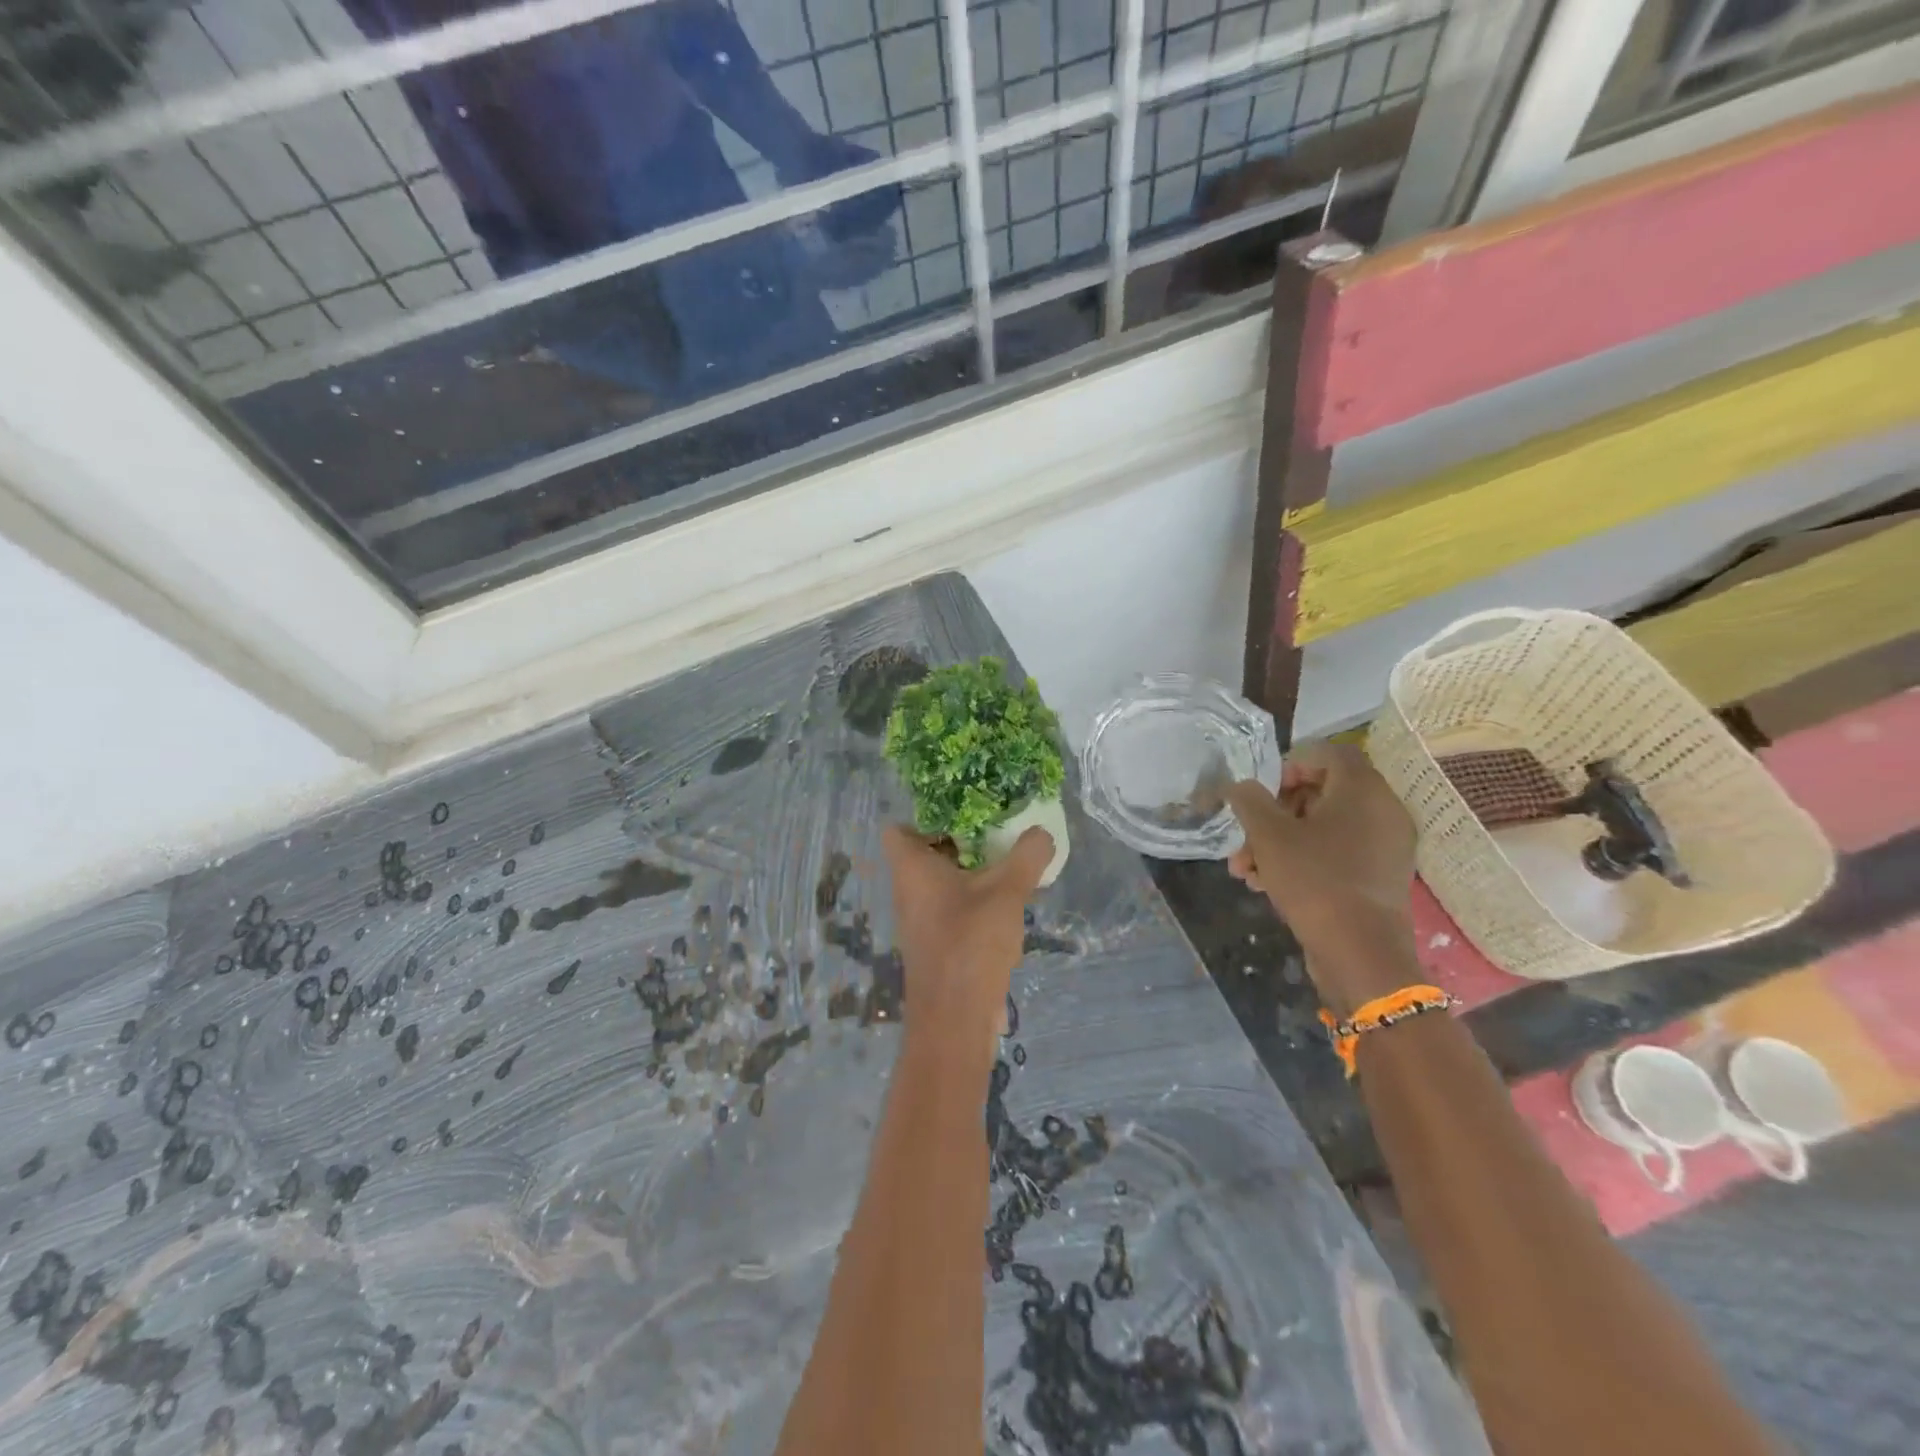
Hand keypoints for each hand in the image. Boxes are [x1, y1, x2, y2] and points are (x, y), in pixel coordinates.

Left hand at [884, 825, 1053, 1067]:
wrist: (954, 1020)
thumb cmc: (970, 943)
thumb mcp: (1006, 891)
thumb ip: (1027, 856)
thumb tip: (1042, 833)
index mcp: (911, 868)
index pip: (897, 828)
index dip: (924, 815)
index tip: (963, 811)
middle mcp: (908, 891)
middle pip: (926, 852)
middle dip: (961, 839)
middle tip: (997, 830)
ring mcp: (920, 920)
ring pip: (942, 881)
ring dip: (973, 871)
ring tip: (1010, 863)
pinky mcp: (936, 944)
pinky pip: (952, 908)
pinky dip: (975, 900)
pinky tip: (1008, 904)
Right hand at [1226, 742, 1420, 1015]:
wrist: (1360, 953)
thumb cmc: (1314, 879)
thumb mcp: (1268, 835)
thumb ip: (1250, 801)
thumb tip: (1241, 787)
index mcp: (1363, 790)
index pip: (1329, 753)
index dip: (1291, 764)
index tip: (1264, 792)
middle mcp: (1383, 810)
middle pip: (1322, 793)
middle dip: (1275, 814)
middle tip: (1246, 837)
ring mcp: (1386, 847)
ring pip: (1324, 828)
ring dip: (1281, 842)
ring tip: (1246, 870)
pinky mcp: (1380, 878)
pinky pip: (1338, 854)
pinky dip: (1304, 860)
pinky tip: (1268, 885)